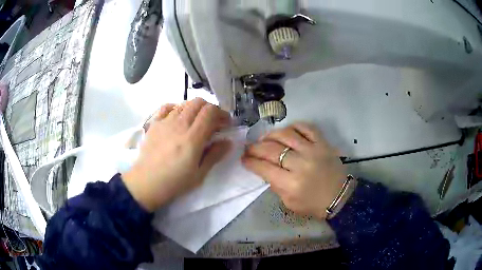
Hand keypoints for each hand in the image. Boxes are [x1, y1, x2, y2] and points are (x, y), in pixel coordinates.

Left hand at [122, 98, 231, 211]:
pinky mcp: (154, 124)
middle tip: (213, 121)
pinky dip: (176, 107)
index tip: (226, 123)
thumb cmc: (174, 182)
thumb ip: (214, 155)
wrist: (146, 183)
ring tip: (196, 121)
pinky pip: (167, 107)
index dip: (221, 113)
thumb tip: (227, 142)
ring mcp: (165, 122)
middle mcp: (179, 125)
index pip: (210, 112)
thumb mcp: (199, 174)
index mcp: (192, 138)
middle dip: (210, 108)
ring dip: (194, 109)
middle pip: (198, 102)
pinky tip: (178, 117)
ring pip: (184, 103)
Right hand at [242, 123, 346, 218]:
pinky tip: (286, 131)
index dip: (250, 162)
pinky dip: (294, 126)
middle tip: (249, 148)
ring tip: (264, 138)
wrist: (340, 197)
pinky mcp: (323, 143)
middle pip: (272, 149)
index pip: (264, 168)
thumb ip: (275, 185)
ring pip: (286, 134)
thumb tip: (264, 168)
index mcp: (291, 184)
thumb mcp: (289, 203)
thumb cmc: (313, 204)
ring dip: (270, 135)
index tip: (244, 158)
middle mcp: (301, 164)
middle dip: (255, 147)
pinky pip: (306, 127)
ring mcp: (313, 150)